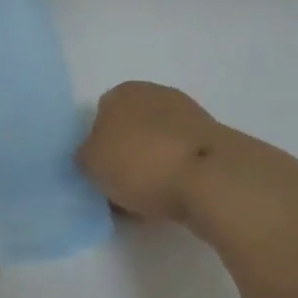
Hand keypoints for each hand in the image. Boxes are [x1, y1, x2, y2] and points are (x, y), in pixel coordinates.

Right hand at [76, 81, 224, 223]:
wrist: (210, 179)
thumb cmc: (142, 162)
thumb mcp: (91, 162)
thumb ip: (85, 156)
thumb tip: (92, 157)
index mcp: (124, 91)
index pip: (100, 115)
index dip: (96, 147)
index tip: (98, 175)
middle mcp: (155, 94)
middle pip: (130, 130)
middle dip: (125, 158)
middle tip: (119, 192)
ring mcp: (188, 117)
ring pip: (156, 147)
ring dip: (150, 170)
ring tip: (145, 206)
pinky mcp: (212, 143)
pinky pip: (180, 162)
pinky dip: (173, 179)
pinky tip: (170, 203)